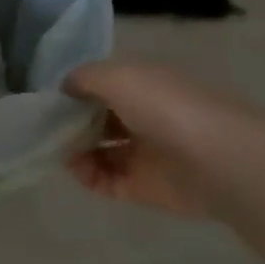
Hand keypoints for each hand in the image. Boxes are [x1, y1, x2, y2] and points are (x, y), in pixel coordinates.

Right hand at [63, 61, 227, 218]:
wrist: (218, 162)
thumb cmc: (166, 108)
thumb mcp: (118, 76)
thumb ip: (84, 77)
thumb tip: (64, 89)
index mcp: (145, 85)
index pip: (103, 85)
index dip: (76, 90)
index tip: (49, 99)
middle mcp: (145, 116)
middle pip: (99, 119)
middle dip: (71, 122)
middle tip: (46, 128)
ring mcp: (145, 153)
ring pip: (99, 150)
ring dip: (75, 150)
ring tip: (58, 150)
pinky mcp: (144, 187)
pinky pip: (106, 181)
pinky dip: (87, 176)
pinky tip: (77, 169)